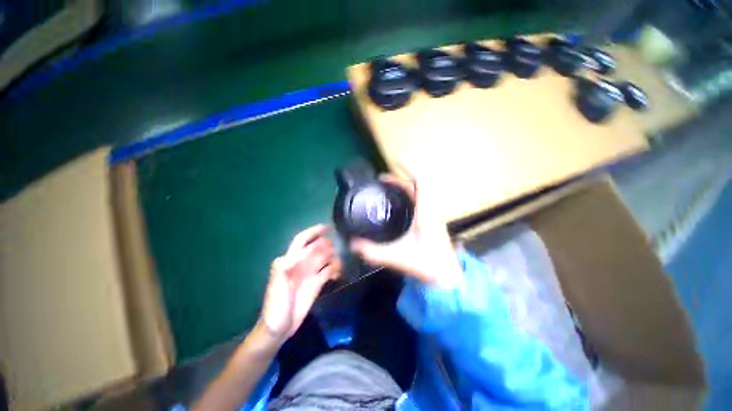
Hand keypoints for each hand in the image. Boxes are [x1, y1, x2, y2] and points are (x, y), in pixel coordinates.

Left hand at [259, 225, 341, 342]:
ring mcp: (310, 274)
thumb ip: (282, 268)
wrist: (280, 328)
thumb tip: (292, 254)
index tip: (326, 227)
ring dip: (333, 257)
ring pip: (324, 259)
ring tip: (341, 260)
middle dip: (326, 245)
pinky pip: (329, 271)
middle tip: (338, 245)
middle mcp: (302, 264)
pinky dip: (335, 269)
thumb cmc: (275, 306)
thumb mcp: (276, 286)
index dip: (312, 232)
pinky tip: (339, 272)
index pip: (302, 242)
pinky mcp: (317, 283)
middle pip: (316, 249)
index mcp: (291, 261)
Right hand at [350, 175, 461, 287]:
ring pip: (419, 194)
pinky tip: (396, 205)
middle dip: (399, 180)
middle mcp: (430, 211)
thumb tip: (352, 243)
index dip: (409, 169)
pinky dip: (407, 197)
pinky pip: (419, 202)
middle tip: (381, 180)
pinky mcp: (431, 221)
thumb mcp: (397, 258)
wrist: (447, 278)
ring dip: (404, 187)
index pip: (421, 184)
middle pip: (417, 186)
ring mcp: (433, 215)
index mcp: (425, 214)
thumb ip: (373, 252)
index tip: (396, 162)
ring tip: (386, 188)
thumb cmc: (426, 266)